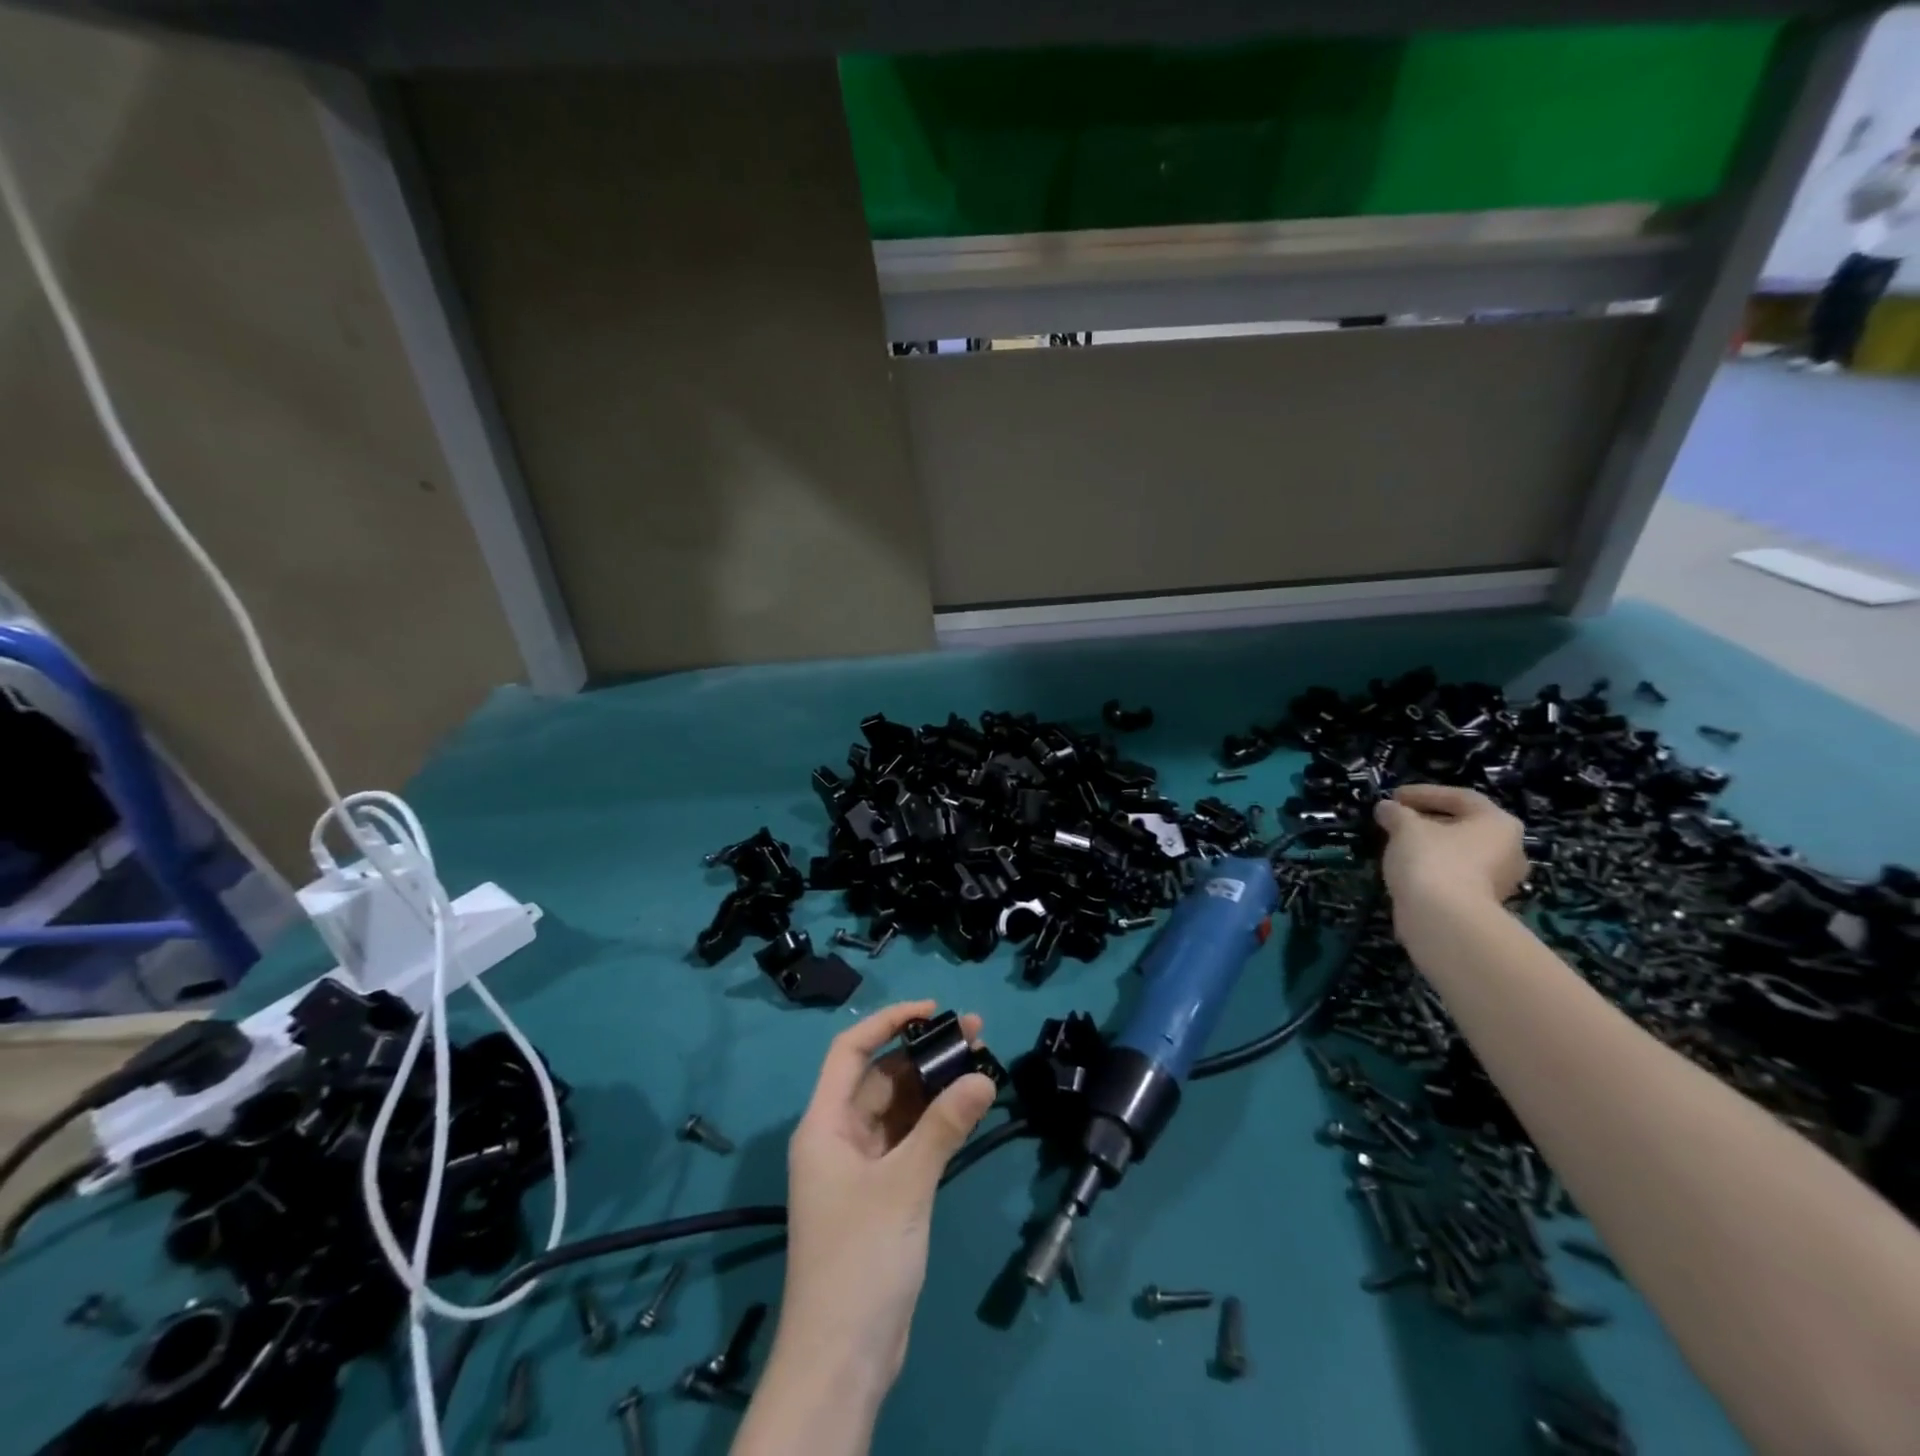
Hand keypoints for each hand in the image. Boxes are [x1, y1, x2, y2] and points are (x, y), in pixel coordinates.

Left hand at [771, 1001, 996, 1394]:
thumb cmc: (860, 1259)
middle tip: (975, 1033)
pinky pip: (910, 1140)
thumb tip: (984, 1077)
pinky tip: (969, 1107)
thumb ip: (944, 1127)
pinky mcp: (883, 1193)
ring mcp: (861, 1167)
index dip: (888, 1022)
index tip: (932, 1010)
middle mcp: (840, 1137)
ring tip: (981, 1061)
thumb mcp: (904, 1186)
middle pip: (881, 1077)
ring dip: (935, 1086)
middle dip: (924, 1053)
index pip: (850, 1052)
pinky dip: (937, 1123)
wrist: (844, 1358)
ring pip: (900, 1109)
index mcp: (825, 1125)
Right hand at [1374, 784, 1528, 916]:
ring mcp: (1499, 881)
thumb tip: (1386, 808)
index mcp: (1498, 824)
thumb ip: (1396, 813)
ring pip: (1459, 853)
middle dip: (1427, 820)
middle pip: (1463, 826)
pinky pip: (1455, 876)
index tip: (1394, 797)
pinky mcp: (1483, 904)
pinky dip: (1432, 869)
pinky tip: (1407, 870)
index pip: (1460, 797)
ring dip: (1430, 846)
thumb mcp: (1405, 827)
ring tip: (1397, 845)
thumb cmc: (1432, 860)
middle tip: (1396, 820)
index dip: (1424, 793)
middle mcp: (1509, 850)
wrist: (1444, 920)